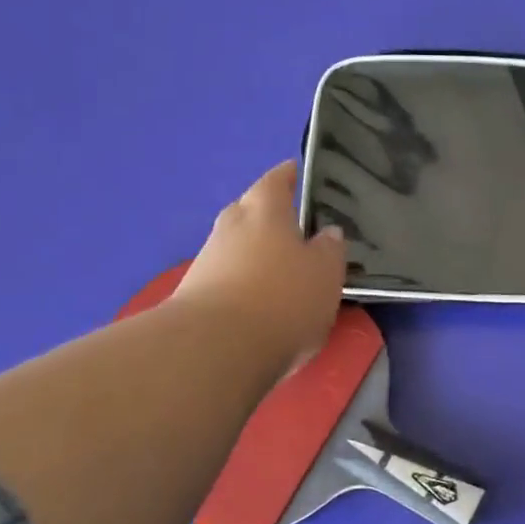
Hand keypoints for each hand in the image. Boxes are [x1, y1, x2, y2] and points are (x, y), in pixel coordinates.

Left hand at [175, 161, 346, 373]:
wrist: (213, 351)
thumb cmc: (282, 298)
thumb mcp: (326, 272)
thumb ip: (330, 249)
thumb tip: (327, 233)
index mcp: (264, 210)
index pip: (276, 180)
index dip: (289, 175)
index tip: (299, 172)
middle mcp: (230, 227)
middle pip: (250, 211)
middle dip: (270, 216)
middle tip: (297, 228)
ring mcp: (207, 263)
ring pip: (237, 248)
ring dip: (257, 255)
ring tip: (284, 273)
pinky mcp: (194, 298)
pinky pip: (227, 280)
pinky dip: (244, 285)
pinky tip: (262, 306)